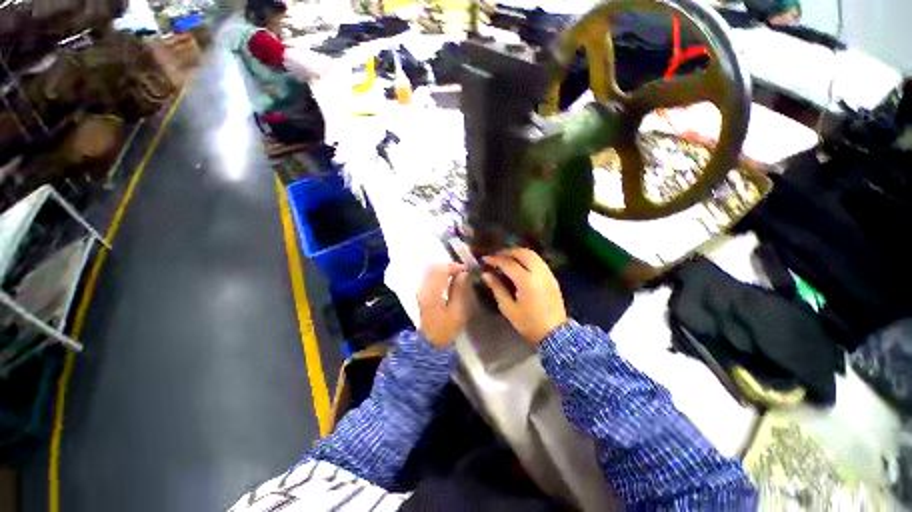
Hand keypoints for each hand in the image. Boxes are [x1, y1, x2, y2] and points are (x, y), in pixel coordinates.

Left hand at [417, 263, 470, 347]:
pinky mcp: (421, 293)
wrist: (429, 341)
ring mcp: (421, 290)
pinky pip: (429, 277)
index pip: (441, 271)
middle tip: (461, 270)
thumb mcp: (457, 311)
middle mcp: (424, 287)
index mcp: (432, 292)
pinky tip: (447, 279)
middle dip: (448, 266)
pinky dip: (438, 274)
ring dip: (443, 269)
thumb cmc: (445, 327)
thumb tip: (464, 274)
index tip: (466, 269)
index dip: (454, 267)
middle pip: (434, 268)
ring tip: (456, 274)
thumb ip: (460, 290)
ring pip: (430, 271)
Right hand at [482, 248, 567, 345]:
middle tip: (496, 256)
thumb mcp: (508, 308)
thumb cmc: (528, 323)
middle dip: (507, 251)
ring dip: (518, 253)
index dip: (495, 259)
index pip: (508, 263)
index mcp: (526, 281)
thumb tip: (486, 274)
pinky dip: (527, 258)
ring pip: (532, 254)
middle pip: (522, 253)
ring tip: (506, 258)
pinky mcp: (552, 277)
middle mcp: (539, 273)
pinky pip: (538, 261)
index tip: (484, 259)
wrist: (555, 334)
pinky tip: (519, 264)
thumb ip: (497, 288)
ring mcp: (548, 274)